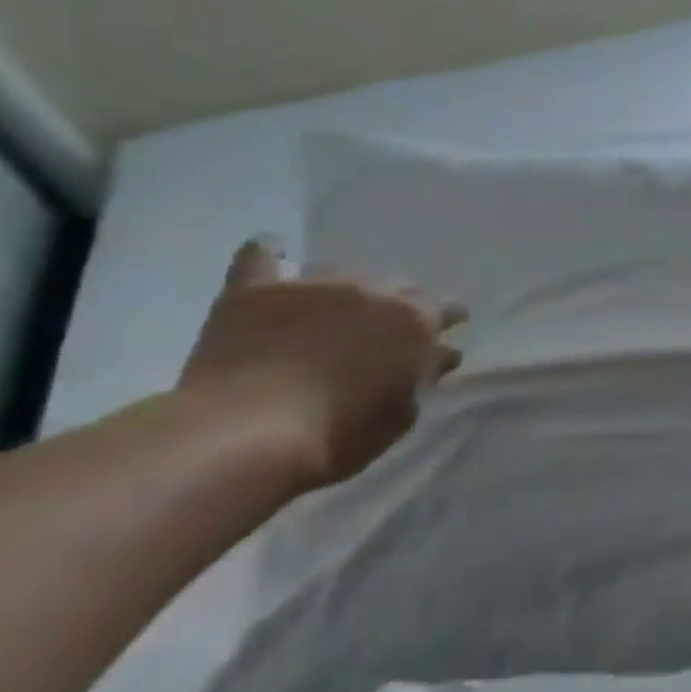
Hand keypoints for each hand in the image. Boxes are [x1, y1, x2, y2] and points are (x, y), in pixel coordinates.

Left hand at [179, 239, 466, 489]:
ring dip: (346, 293)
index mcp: (413, 321)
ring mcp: (309, 286)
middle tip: (388, 331)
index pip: (443, 308)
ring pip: (340, 274)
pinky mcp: (253, 291)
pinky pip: (263, 256)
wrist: (243, 435)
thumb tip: (437, 355)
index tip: (447, 330)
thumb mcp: (401, 413)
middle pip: (395, 286)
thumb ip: (422, 376)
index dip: (446, 319)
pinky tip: (279, 257)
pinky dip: (274, 256)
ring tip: (337, 313)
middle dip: (398, 304)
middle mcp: (369, 291)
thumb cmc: (339, 435)